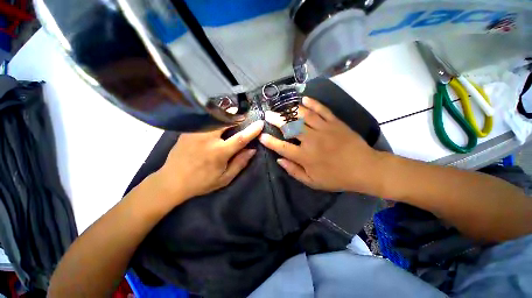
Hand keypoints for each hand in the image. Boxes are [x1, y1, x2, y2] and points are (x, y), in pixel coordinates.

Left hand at [155, 120, 263, 202]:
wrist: (171, 181)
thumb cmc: (201, 182)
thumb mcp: (224, 178)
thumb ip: (240, 163)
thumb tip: (252, 150)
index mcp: (218, 152)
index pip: (240, 138)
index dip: (252, 130)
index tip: (260, 123)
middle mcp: (208, 138)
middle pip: (226, 120)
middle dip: (238, 116)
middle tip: (244, 117)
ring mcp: (196, 132)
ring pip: (215, 117)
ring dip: (227, 116)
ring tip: (232, 118)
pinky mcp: (189, 130)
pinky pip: (206, 120)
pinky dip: (215, 119)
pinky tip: (217, 123)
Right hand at [259, 97, 381, 193]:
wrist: (365, 168)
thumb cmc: (337, 178)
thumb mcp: (313, 182)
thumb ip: (294, 171)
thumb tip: (279, 160)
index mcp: (305, 156)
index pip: (282, 147)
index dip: (270, 141)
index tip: (261, 136)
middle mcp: (311, 140)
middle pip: (290, 126)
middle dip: (276, 120)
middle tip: (267, 115)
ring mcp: (324, 129)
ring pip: (303, 115)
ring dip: (290, 110)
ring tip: (282, 106)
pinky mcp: (335, 122)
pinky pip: (322, 110)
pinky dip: (313, 103)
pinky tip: (304, 99)